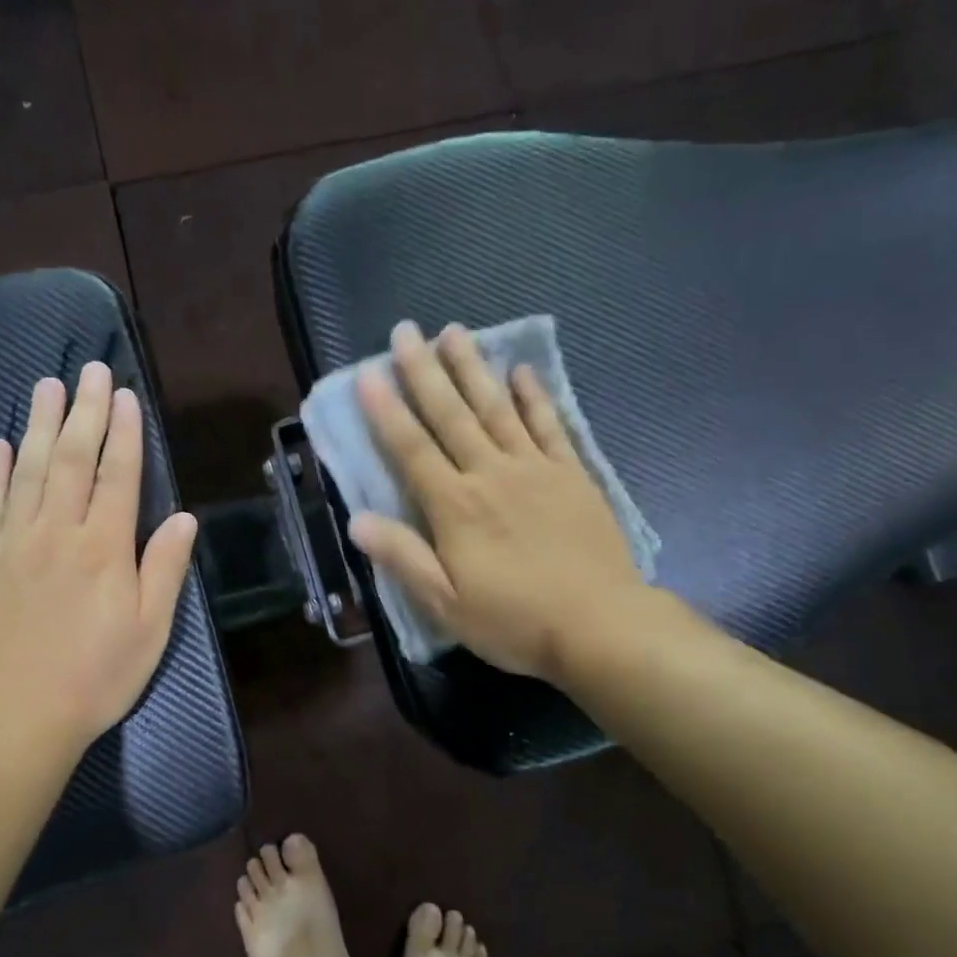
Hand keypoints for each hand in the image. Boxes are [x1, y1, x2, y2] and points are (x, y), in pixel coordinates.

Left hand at [0, 361, 198, 761]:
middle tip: (88, 370)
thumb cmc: (96, 676)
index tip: (124, 395)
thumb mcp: (151, 630)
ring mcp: (12, 544)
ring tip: (45, 386)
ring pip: (27, 471)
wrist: (14, 718)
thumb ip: (165, 568)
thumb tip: (183, 516)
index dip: (124, 433)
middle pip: (71, 459)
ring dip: (37, 425)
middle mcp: (57, 533)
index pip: (117, 475)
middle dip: (83, 411)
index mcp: (104, 548)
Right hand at [350, 321, 645, 682]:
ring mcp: (535, 469)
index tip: (368, 374)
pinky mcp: (571, 475)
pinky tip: (521, 372)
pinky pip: (550, 425)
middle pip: (451, 415)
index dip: (387, 412)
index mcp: (455, 507)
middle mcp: (491, 474)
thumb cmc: (515, 622)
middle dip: (425, 372)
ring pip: (496, 408)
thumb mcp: (446, 604)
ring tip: (454, 332)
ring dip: (473, 369)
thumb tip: (356, 520)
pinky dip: (534, 397)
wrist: (600, 625)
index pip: (412, 449)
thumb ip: (402, 558)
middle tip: (406, 331)